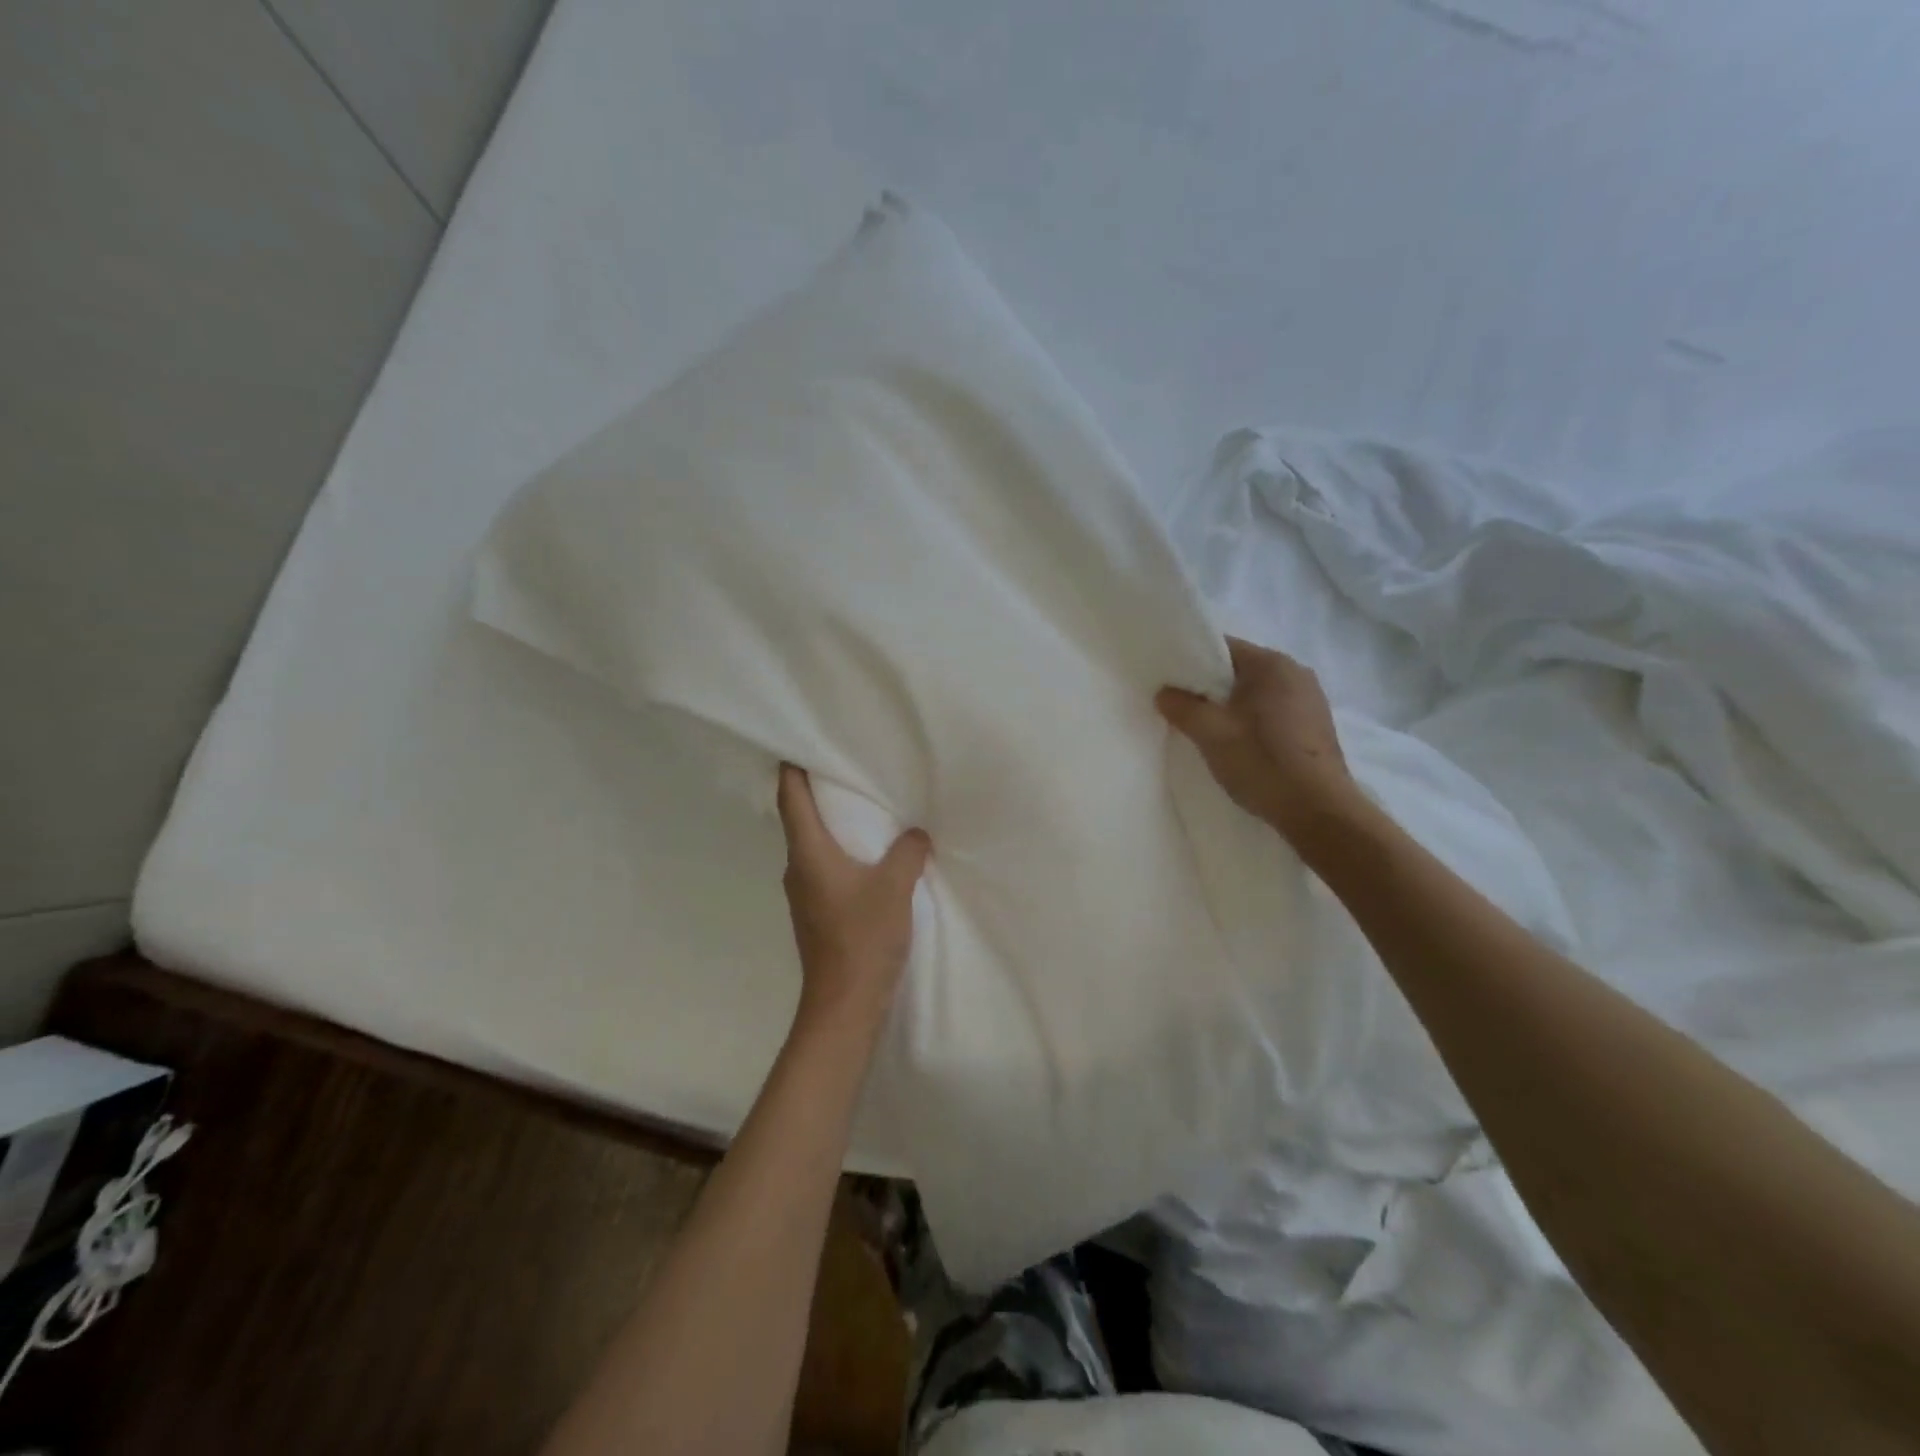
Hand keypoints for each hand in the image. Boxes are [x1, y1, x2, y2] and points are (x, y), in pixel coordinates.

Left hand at [776, 764, 930, 1029]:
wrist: (845, 1004)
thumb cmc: (862, 938)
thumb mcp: (894, 887)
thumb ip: (908, 852)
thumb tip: (916, 835)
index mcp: (808, 854)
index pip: (790, 799)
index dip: (792, 770)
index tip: (800, 744)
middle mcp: (798, 869)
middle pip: (800, 819)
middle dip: (818, 793)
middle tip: (845, 768)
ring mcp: (804, 894)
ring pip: (814, 846)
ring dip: (833, 825)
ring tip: (863, 807)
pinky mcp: (817, 913)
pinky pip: (826, 868)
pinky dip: (842, 852)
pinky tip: (869, 854)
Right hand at [1157, 637, 1360, 846]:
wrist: (1318, 811)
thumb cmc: (1262, 761)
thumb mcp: (1210, 733)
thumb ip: (1182, 707)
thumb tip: (1165, 693)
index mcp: (1272, 664)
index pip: (1222, 647)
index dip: (1191, 662)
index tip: (1171, 683)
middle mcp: (1297, 672)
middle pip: (1240, 670)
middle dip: (1211, 687)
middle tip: (1183, 709)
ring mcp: (1312, 700)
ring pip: (1257, 694)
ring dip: (1232, 707)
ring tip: (1209, 731)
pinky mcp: (1316, 726)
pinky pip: (1274, 712)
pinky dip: (1253, 722)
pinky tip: (1241, 746)